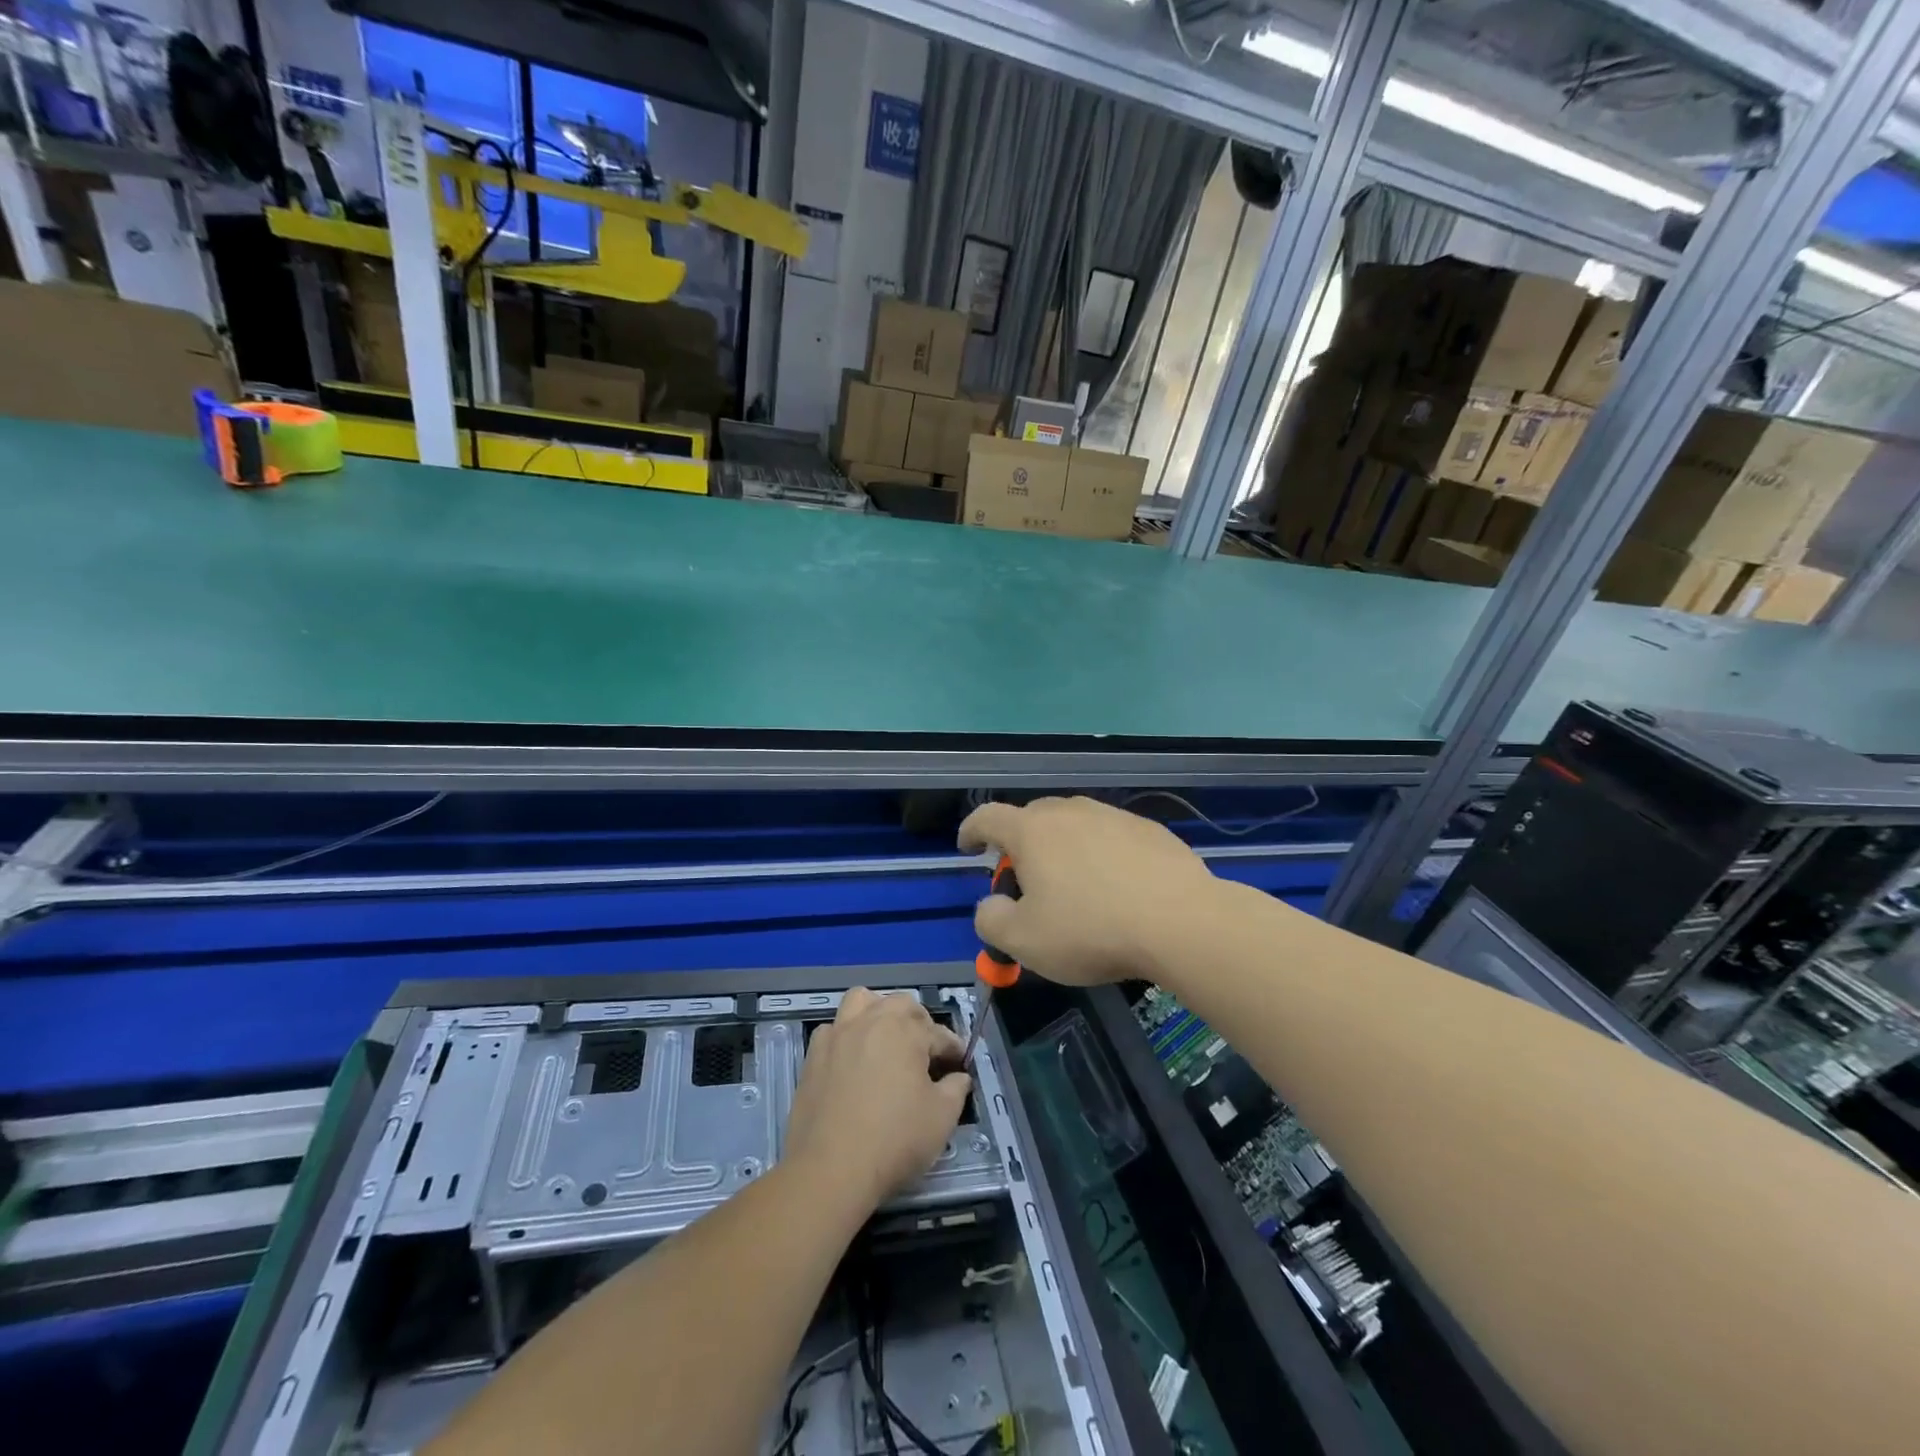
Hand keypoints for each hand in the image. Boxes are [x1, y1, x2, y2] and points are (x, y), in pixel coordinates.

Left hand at [783, 989, 970, 1211]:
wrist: (830, 1170)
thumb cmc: (894, 1140)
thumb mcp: (941, 1118)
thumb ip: (956, 1089)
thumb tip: (958, 1077)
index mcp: (905, 1031)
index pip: (938, 1033)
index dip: (953, 1049)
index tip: (959, 1066)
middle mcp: (871, 1021)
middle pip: (901, 1005)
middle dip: (919, 1022)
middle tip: (926, 1052)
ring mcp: (838, 1035)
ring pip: (861, 1001)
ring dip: (878, 1013)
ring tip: (886, 1040)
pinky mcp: (813, 1055)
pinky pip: (833, 1029)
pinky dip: (846, 1036)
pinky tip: (852, 1060)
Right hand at [959, 796, 1218, 985]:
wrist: (1181, 922)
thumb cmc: (1091, 931)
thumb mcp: (1024, 942)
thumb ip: (992, 920)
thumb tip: (992, 905)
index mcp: (1032, 831)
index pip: (987, 817)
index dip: (970, 831)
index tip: (968, 847)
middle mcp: (1070, 812)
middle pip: (1032, 818)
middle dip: (1020, 844)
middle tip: (1025, 880)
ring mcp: (1113, 816)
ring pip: (1075, 825)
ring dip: (1063, 848)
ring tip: (1074, 886)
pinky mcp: (1150, 829)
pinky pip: (1111, 837)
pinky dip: (1102, 855)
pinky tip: (1117, 888)